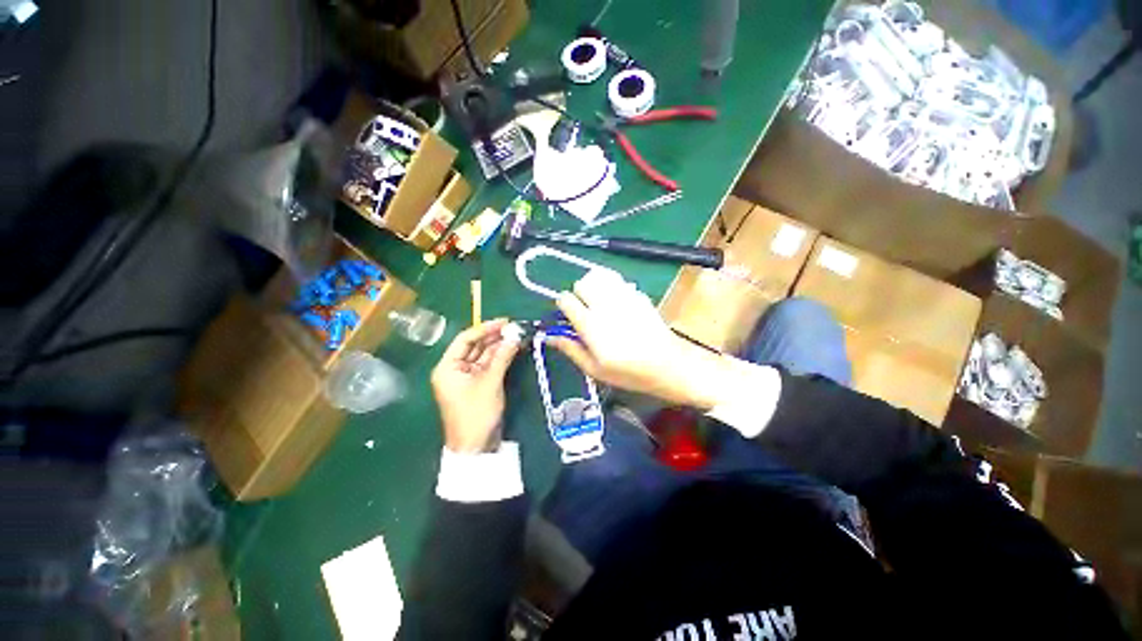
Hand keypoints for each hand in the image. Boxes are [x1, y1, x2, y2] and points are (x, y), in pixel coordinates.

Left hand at [431, 319, 522, 453]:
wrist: (476, 447)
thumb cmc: (476, 413)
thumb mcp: (490, 383)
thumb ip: (502, 357)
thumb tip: (515, 336)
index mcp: (448, 367)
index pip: (465, 339)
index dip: (485, 328)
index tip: (504, 321)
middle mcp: (455, 369)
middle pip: (475, 346)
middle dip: (494, 337)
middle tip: (514, 328)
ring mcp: (467, 377)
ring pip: (484, 355)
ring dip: (500, 346)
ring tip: (517, 336)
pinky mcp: (478, 384)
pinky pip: (489, 365)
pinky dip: (501, 357)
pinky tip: (513, 349)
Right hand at [550, 269, 727, 408]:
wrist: (668, 364)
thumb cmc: (630, 373)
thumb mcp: (595, 370)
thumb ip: (571, 349)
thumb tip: (549, 336)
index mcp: (591, 326)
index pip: (565, 300)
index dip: (563, 306)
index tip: (568, 315)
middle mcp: (605, 306)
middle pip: (581, 283)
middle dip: (578, 293)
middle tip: (585, 309)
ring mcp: (624, 297)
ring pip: (598, 275)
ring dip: (594, 285)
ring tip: (598, 301)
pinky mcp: (638, 294)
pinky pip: (617, 279)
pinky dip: (610, 284)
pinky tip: (615, 300)